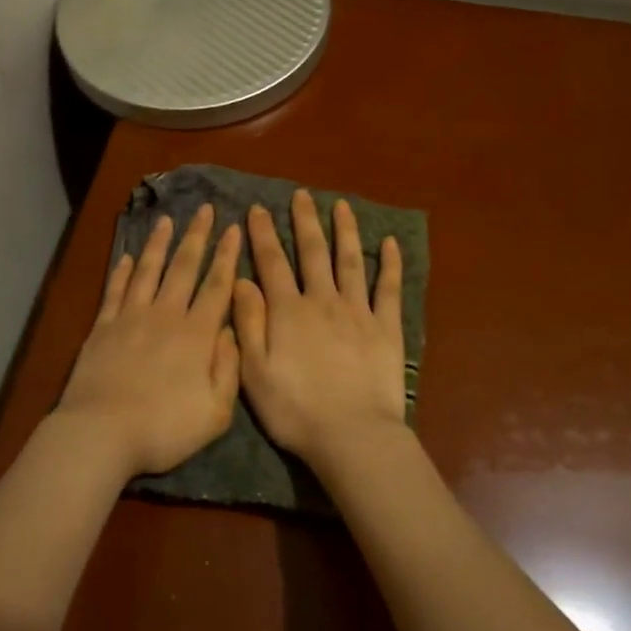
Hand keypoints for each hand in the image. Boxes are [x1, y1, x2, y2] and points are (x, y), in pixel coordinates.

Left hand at [57, 205, 242, 478]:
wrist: (102, 433)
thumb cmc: (164, 428)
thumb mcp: (216, 411)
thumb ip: (229, 368)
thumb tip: (232, 331)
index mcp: (197, 334)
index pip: (217, 285)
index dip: (227, 255)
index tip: (234, 228)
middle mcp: (166, 315)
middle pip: (184, 267)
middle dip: (197, 236)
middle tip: (205, 209)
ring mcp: (131, 318)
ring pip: (149, 271)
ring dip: (159, 244)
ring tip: (167, 219)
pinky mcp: (103, 327)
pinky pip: (116, 290)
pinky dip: (123, 271)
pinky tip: (128, 257)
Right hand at [233, 190, 406, 472]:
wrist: (352, 436)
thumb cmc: (295, 410)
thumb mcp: (254, 372)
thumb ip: (247, 323)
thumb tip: (241, 280)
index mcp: (288, 311)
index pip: (272, 263)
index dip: (263, 234)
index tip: (258, 209)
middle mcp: (322, 300)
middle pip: (312, 252)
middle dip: (304, 221)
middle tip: (301, 195)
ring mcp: (358, 311)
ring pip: (349, 261)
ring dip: (344, 231)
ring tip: (340, 205)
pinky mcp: (386, 328)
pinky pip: (389, 289)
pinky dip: (389, 264)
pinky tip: (389, 243)